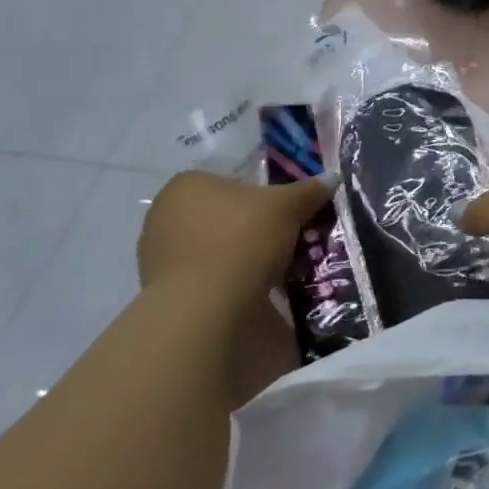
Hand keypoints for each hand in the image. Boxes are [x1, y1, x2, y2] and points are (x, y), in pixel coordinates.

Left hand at [138, 170, 331, 296]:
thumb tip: (332, 178)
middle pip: (222, 215)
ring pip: (213, 248)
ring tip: (272, 271)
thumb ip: (309, 191)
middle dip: (251, 228)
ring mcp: (156, 257)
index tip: (282, 214)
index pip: (231, 181)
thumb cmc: (242, 239)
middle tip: (282, 241)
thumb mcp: (288, 207)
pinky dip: (226, 283)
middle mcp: (163, 215)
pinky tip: (251, 293)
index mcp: (187, 184)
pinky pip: (204, 278)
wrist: (203, 311)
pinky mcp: (160, 294)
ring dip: (239, 257)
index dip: (261, 196)